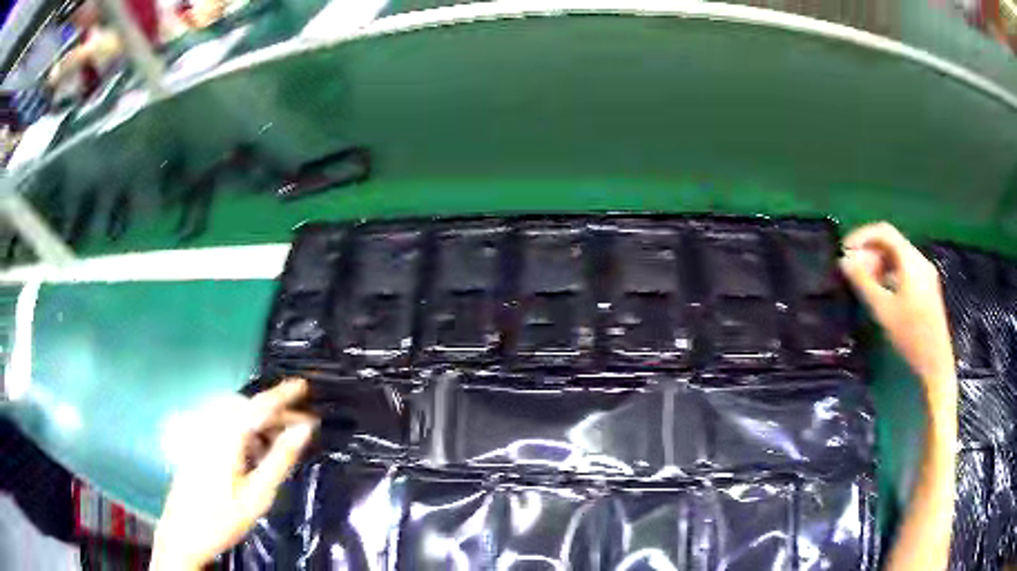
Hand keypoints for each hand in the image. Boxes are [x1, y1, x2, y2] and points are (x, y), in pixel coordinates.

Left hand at [151, 379, 316, 569]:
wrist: (184, 532)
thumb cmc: (224, 518)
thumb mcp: (258, 494)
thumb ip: (280, 459)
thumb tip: (304, 431)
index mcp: (226, 436)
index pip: (258, 406)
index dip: (282, 394)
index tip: (304, 386)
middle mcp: (211, 426)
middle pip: (245, 407)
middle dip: (273, 412)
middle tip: (300, 427)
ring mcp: (200, 433)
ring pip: (234, 414)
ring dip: (258, 420)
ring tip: (280, 440)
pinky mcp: (196, 442)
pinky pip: (224, 423)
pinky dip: (243, 428)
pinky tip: (253, 450)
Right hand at [839, 222, 955, 401]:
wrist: (935, 363)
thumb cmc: (910, 336)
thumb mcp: (884, 310)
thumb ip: (864, 283)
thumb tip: (844, 261)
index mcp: (911, 261)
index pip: (884, 232)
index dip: (862, 236)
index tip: (845, 250)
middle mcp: (919, 260)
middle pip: (891, 242)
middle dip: (869, 252)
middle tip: (853, 272)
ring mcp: (925, 273)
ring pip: (897, 256)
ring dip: (878, 263)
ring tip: (864, 283)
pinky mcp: (926, 287)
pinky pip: (904, 269)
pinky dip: (889, 273)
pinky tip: (881, 291)